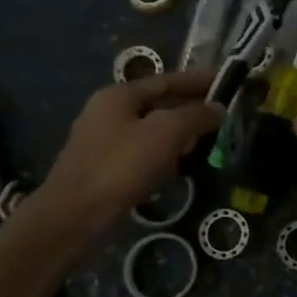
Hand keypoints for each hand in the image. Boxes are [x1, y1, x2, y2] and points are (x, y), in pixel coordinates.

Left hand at [35, 72, 222, 230]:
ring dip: (178, 133)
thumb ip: (194, 116)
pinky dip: (163, 154)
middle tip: (220, 113)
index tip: (223, 81)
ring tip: (205, 139)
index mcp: (118, 96)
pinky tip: (178, 167)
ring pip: (150, 130)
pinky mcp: (103, 169)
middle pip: (157, 103)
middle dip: (189, 108)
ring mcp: (102, 141)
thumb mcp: (165, 133)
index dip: (196, 80)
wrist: (73, 216)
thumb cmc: (120, 166)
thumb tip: (218, 108)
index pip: (165, 80)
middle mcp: (107, 112)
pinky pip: (141, 153)